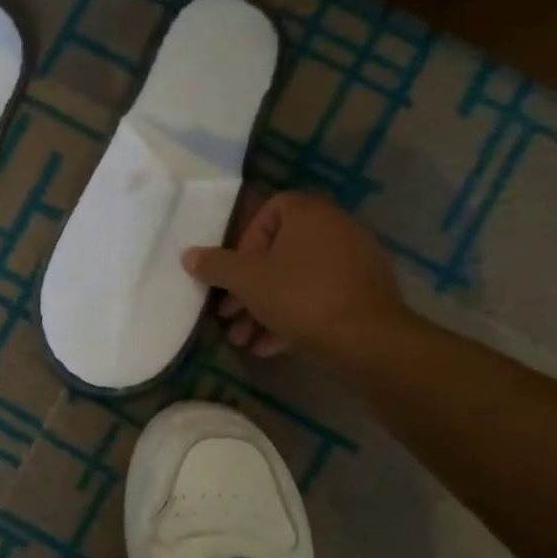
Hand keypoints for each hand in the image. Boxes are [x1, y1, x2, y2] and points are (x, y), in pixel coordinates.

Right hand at [182, 191, 406, 359]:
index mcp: (310, 214)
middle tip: (228, 314)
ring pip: (295, 281)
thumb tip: (188, 255)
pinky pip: (317, 299)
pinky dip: (291, 318)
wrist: (368, 340)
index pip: (270, 210)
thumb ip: (215, 265)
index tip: (234, 271)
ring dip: (263, 308)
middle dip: (248, 287)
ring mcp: (352, 263)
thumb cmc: (300, 296)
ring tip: (243, 339)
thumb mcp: (247, 281)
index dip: (245, 240)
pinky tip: (268, 347)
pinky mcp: (361, 295)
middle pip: (278, 253)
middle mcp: (335, 230)